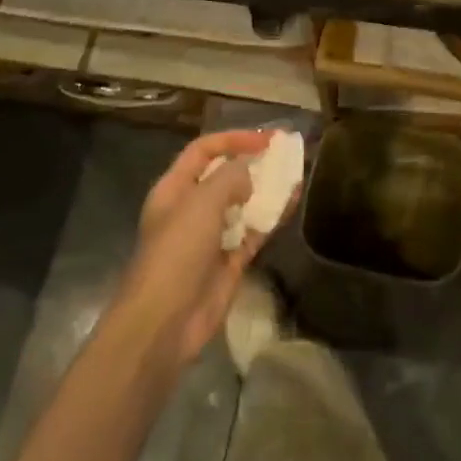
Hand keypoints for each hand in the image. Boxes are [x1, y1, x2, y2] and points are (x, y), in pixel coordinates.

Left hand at [114, 129, 283, 371]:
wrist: (165, 322)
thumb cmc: (177, 251)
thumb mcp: (201, 202)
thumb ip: (229, 178)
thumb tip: (248, 174)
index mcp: (174, 189)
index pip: (203, 151)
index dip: (233, 139)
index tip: (266, 139)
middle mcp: (192, 208)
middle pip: (225, 175)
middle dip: (253, 161)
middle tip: (285, 151)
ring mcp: (212, 235)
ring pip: (243, 202)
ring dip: (267, 188)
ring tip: (295, 172)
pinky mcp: (230, 260)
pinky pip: (254, 230)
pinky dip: (272, 216)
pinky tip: (293, 202)